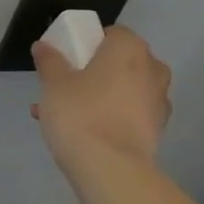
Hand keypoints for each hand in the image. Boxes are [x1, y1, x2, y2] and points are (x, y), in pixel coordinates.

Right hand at [30, 25, 172, 168]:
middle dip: (92, 73)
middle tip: (64, 88)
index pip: (111, 33)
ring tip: (61, 116)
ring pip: (121, 91)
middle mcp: (152, 70)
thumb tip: (45, 46)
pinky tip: (81, 133)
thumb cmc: (80, 113)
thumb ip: (49, 60)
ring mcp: (158, 102)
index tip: (68, 60)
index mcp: (130, 49)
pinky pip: (128, 114)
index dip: (88, 43)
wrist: (110, 169)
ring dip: (97, 96)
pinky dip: (108, 117)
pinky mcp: (157, 130)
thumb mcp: (53, 83)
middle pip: (119, 63)